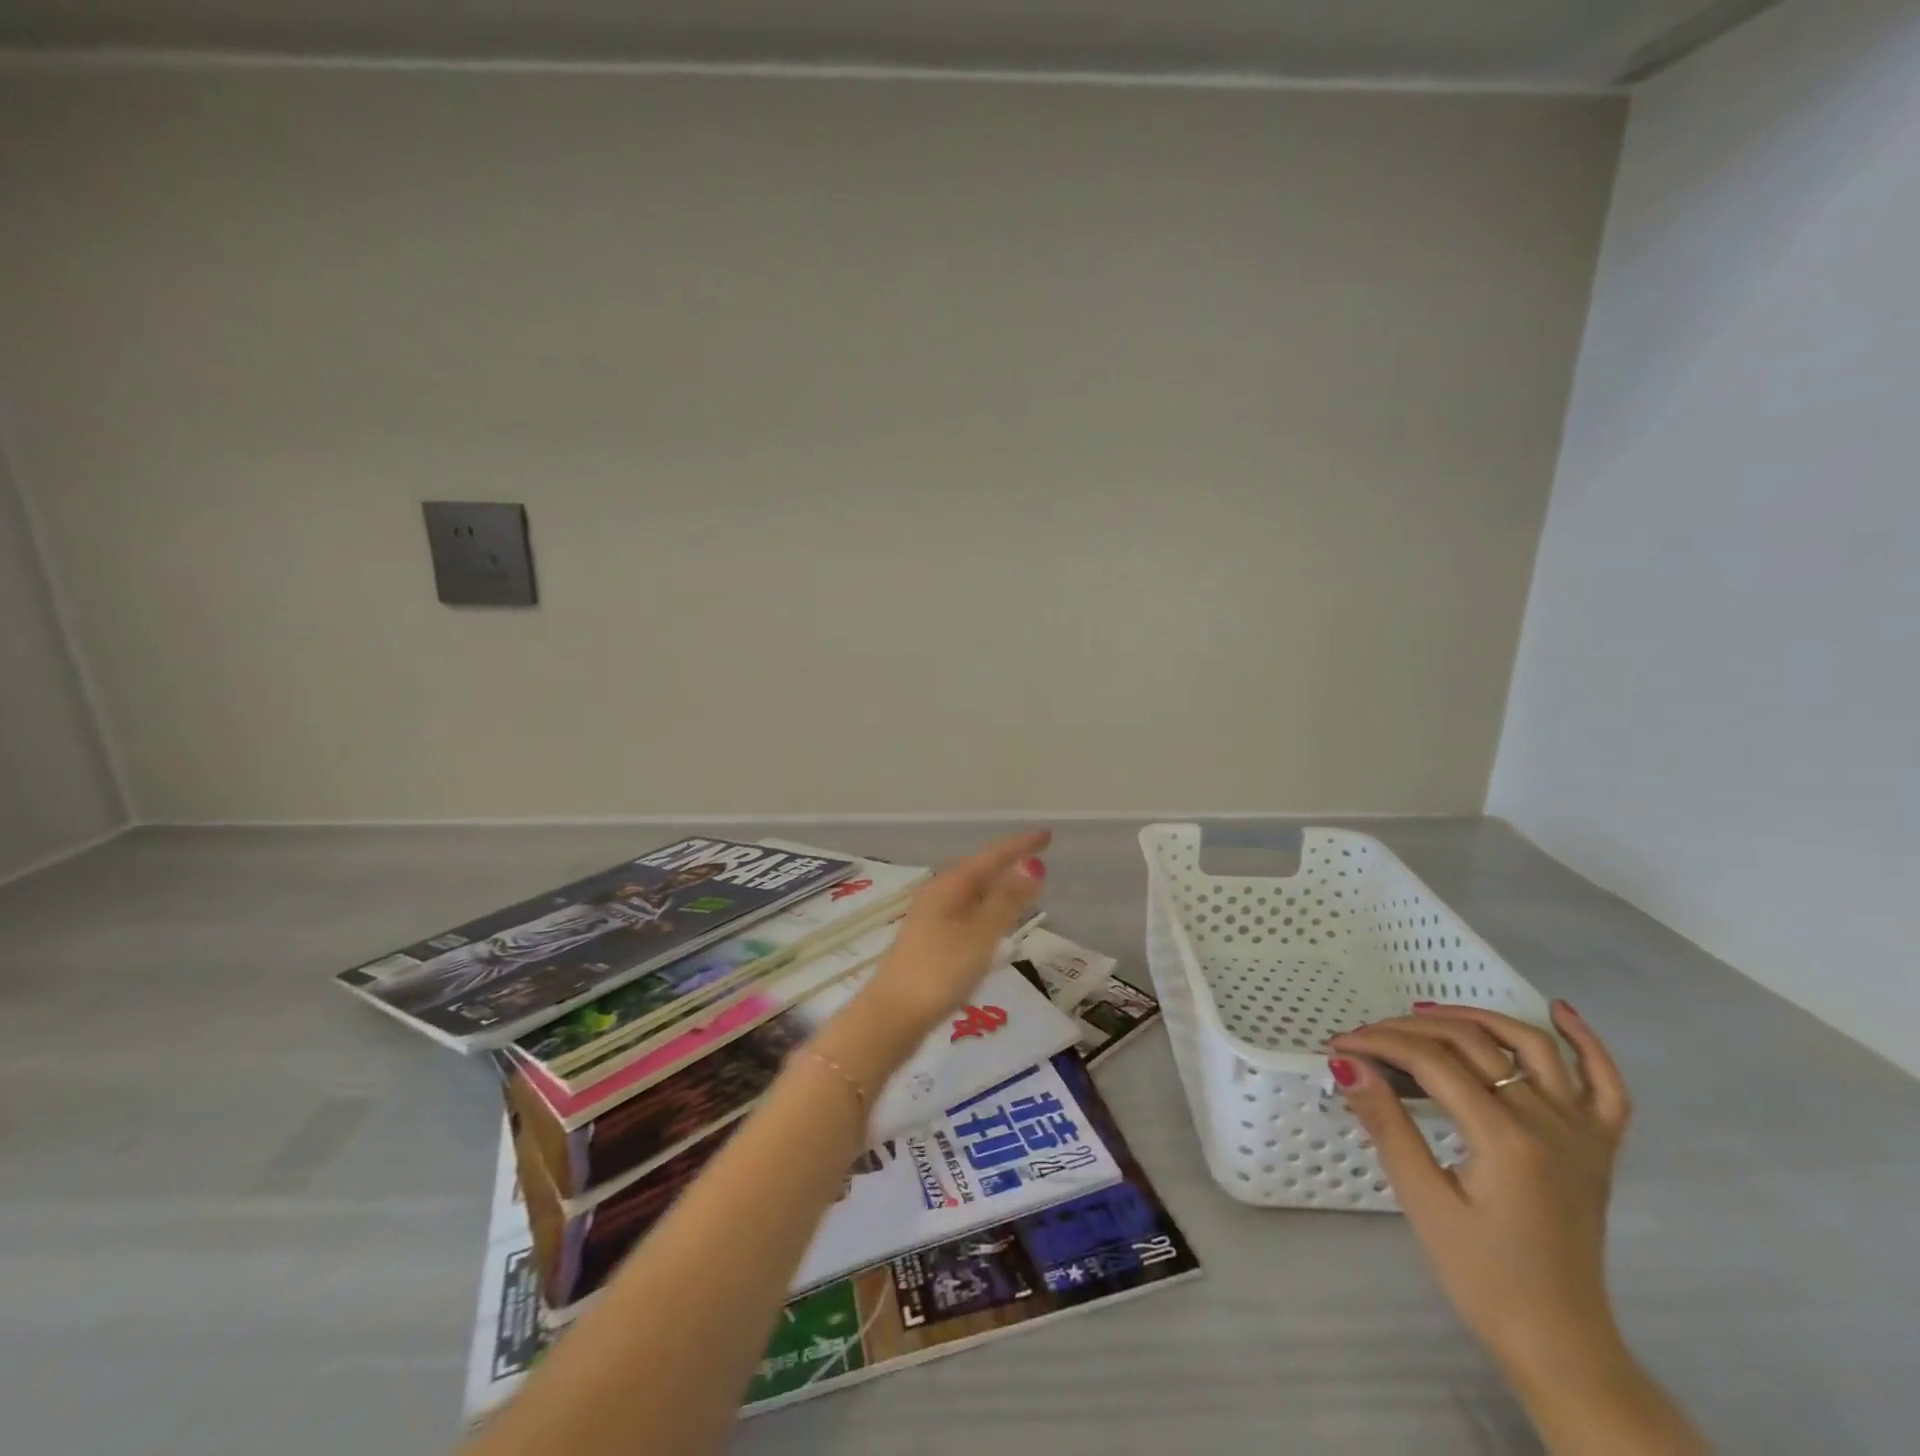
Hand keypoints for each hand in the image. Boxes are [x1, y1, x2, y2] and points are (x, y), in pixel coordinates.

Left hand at [861, 828, 1050, 1040]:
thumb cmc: (940, 971)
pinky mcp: (930, 944)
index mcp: (950, 886)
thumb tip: (1032, 863)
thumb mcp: (981, 934)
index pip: (991, 856)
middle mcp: (938, 895)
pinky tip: (991, 922)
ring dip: (996, 885)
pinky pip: (965, 913)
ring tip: (1020, 884)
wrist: (892, 1016)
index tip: (1047, 835)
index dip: (1020, 845)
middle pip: (978, 870)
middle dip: (1007, 861)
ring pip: (970, 892)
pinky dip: (985, 908)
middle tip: (1036, 855)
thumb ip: (1007, 900)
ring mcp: (930, 920)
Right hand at [1329, 1004, 1704, 1453]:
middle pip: (1473, 1045)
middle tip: (1366, 1036)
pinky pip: (1607, 1086)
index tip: (1339, 1044)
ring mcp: (1582, 1132)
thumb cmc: (1482, 1275)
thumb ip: (1387, 1124)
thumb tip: (1346, 1062)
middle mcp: (1550, 1122)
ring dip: (1478, 1018)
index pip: (1431, 1062)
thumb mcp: (1423, 1201)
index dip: (1378, 1044)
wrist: (1558, 1341)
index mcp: (1506, 1139)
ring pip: (1532, 1047)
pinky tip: (1559, 1011)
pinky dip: (1588, 1044)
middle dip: (1409, 1030)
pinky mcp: (1599, 1147)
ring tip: (1430, 1013)